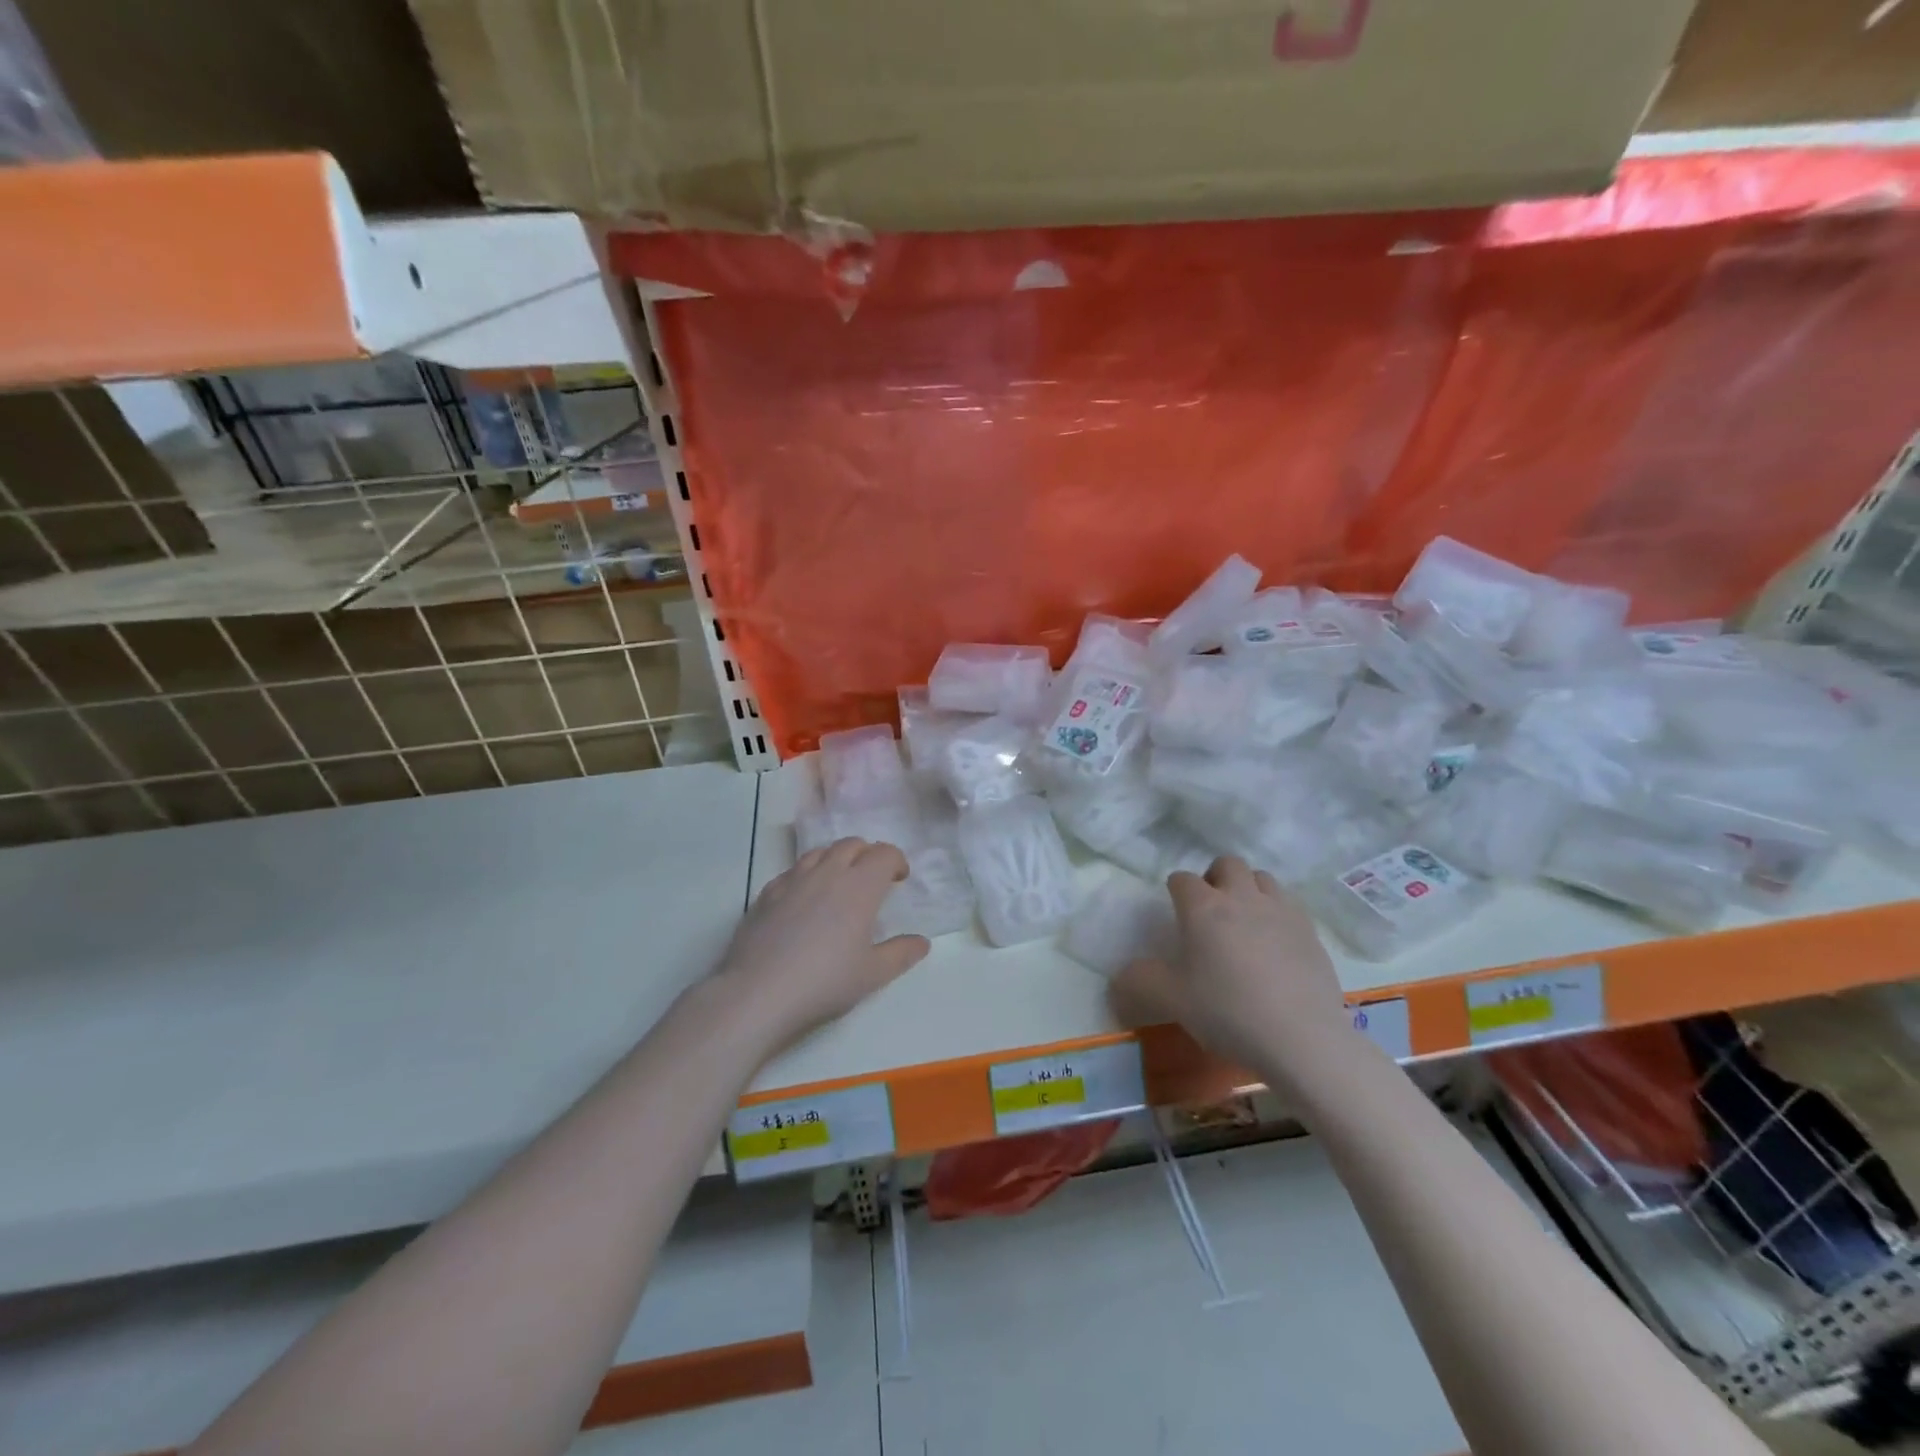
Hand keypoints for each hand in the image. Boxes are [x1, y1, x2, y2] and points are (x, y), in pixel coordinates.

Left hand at [713, 838, 929, 1050]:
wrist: (759, 993)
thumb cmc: (825, 982)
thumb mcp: (872, 974)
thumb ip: (900, 954)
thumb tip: (922, 942)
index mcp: (859, 886)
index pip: (884, 854)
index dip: (896, 860)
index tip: (899, 879)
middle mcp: (827, 873)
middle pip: (851, 845)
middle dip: (867, 854)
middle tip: (872, 879)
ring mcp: (793, 880)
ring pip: (819, 852)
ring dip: (836, 859)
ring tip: (839, 883)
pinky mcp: (766, 894)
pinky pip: (792, 871)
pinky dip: (806, 875)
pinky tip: (803, 900)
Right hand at [1112, 856, 1353, 1085]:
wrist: (1301, 1038)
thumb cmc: (1227, 1011)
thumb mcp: (1170, 1000)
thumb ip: (1139, 981)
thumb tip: (1121, 976)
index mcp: (1203, 907)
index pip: (1181, 879)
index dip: (1175, 892)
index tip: (1176, 914)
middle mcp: (1241, 897)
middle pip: (1227, 864)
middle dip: (1215, 878)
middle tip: (1210, 910)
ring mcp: (1281, 910)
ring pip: (1262, 878)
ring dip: (1249, 890)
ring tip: (1245, 921)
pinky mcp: (1310, 931)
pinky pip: (1289, 905)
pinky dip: (1277, 913)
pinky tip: (1275, 944)